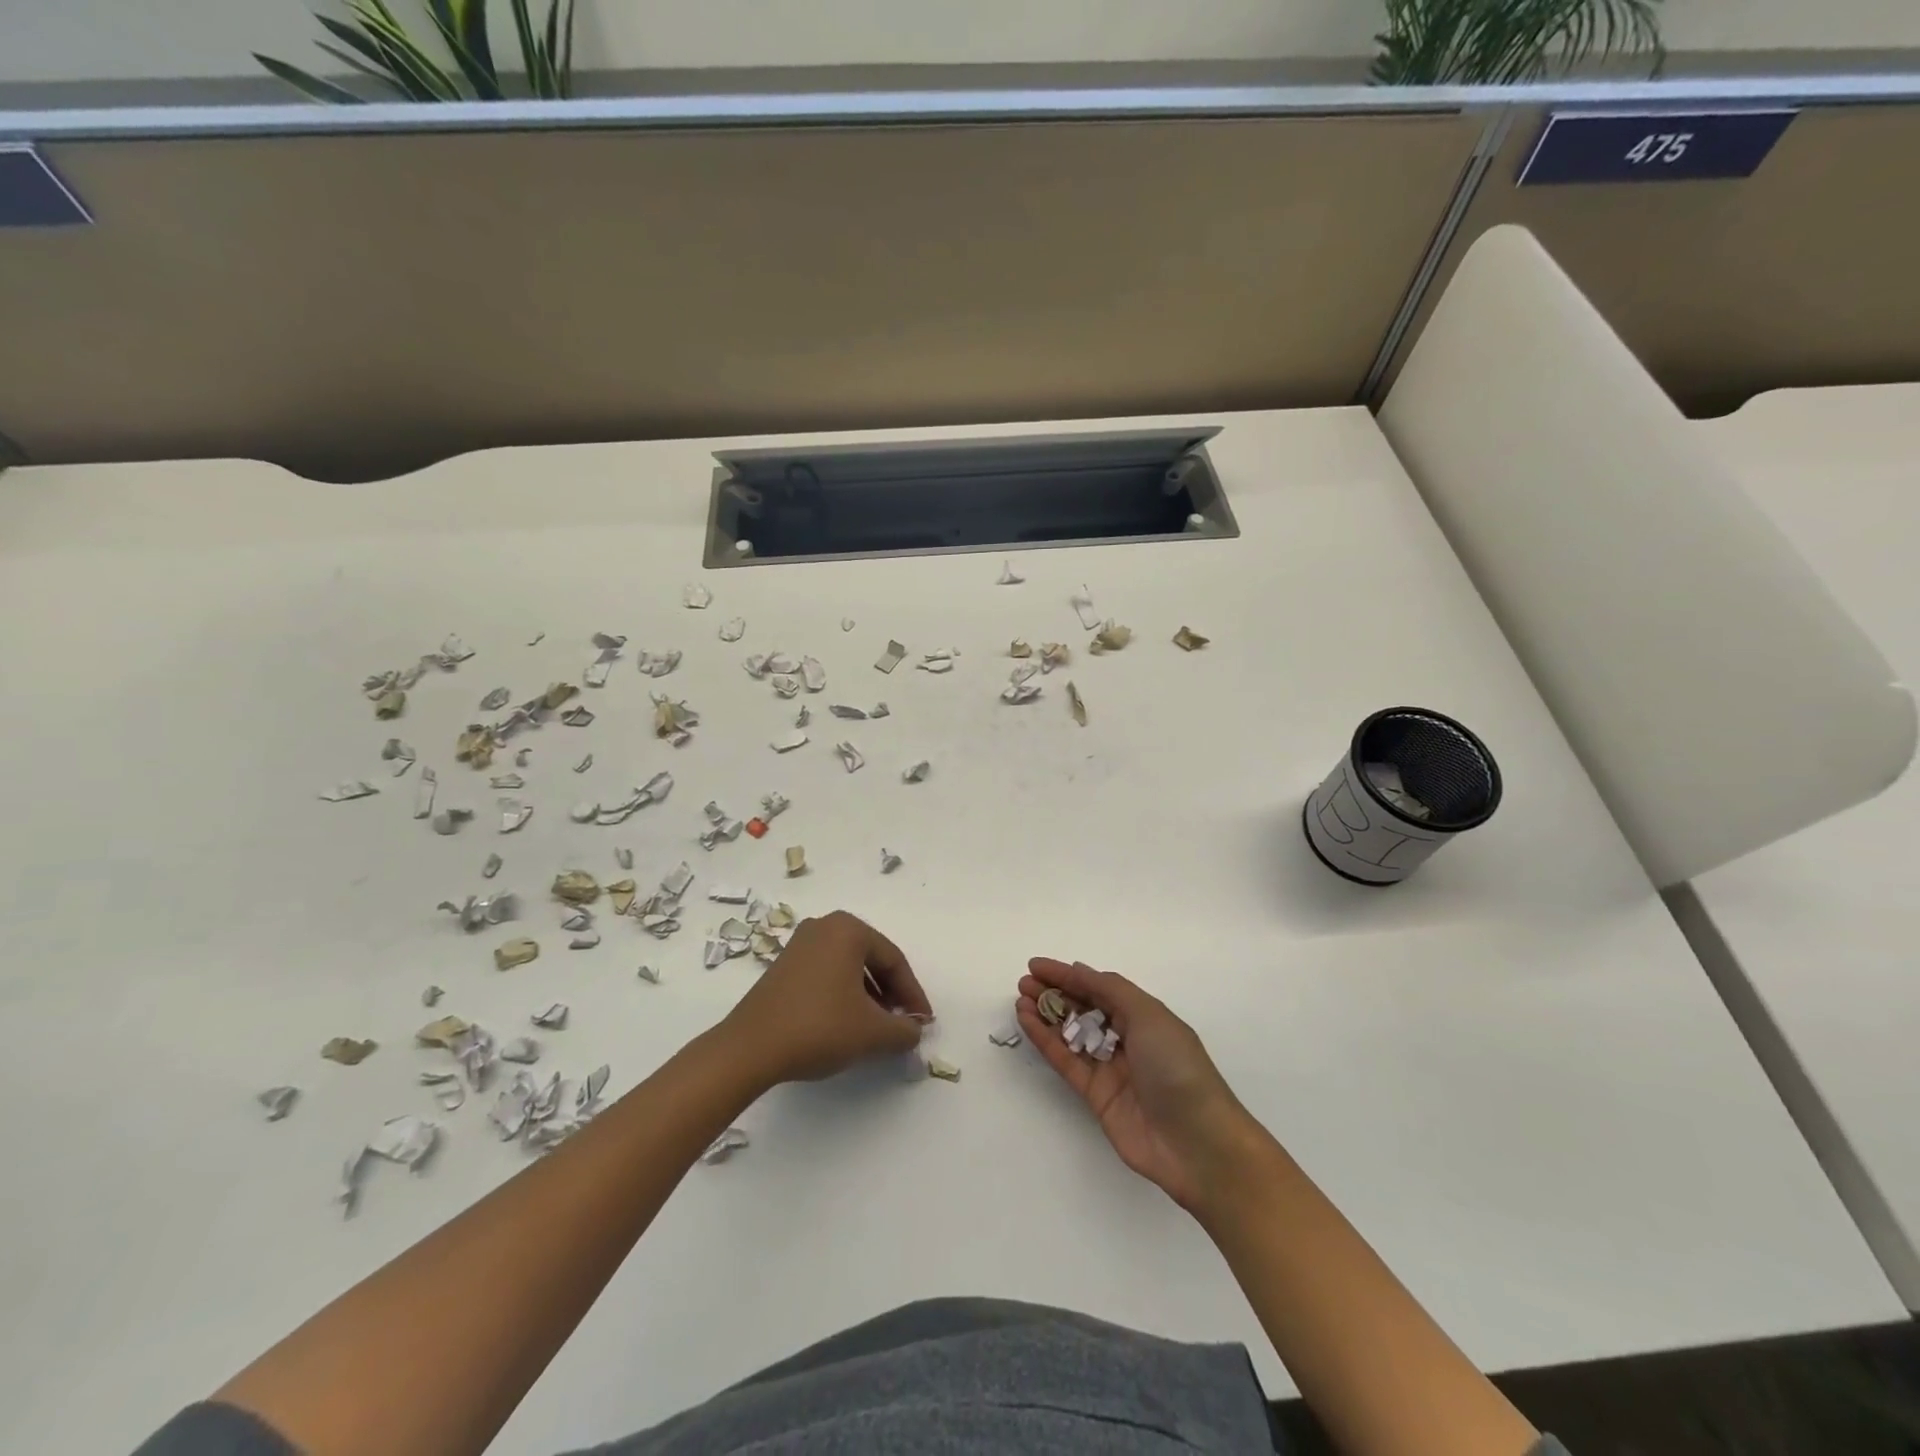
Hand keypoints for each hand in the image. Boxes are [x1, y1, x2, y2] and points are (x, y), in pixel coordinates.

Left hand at [723, 911, 931, 1085]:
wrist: (750, 1048)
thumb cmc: (819, 1027)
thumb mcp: (872, 1032)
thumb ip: (903, 1030)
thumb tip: (914, 1030)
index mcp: (848, 929)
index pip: (894, 960)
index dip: (913, 995)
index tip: (924, 1023)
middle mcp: (824, 926)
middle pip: (871, 960)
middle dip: (891, 994)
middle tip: (902, 1024)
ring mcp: (800, 944)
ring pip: (849, 968)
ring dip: (868, 996)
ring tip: (876, 1028)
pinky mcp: (783, 966)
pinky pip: (827, 974)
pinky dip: (843, 995)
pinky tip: (846, 1024)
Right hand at [1018, 958, 1256, 1211]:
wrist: (1197, 1143)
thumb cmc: (1178, 1068)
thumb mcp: (1149, 1016)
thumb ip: (1110, 990)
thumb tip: (1078, 970)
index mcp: (1145, 1016)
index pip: (1100, 987)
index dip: (1068, 975)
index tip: (1037, 966)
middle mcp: (1127, 1038)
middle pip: (1084, 1009)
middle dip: (1055, 993)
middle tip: (1024, 982)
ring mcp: (1110, 1068)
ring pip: (1071, 1034)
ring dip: (1046, 1015)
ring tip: (1021, 998)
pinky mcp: (1095, 1096)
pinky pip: (1066, 1061)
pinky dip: (1046, 1041)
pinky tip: (1028, 1022)